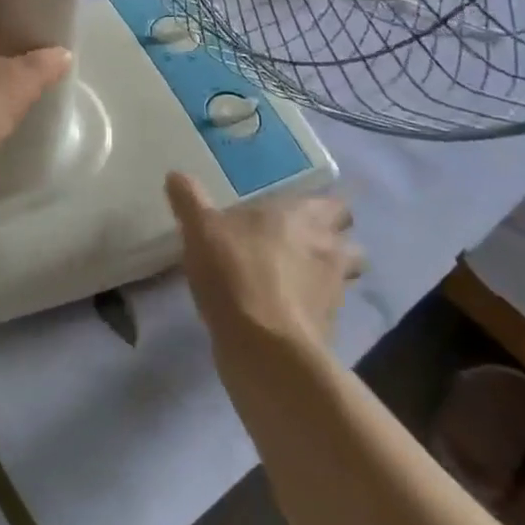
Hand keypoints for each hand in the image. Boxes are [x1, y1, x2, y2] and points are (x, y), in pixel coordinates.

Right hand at [167, 172, 364, 347]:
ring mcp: (334, 293)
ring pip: (342, 278)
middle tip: (298, 241)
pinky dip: (309, 309)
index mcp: (304, 217)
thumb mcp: (200, 229)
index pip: (335, 204)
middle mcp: (328, 250)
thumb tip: (176, 175)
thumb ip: (190, 200)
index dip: (322, 207)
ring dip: (323, 276)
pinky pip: (324, 311)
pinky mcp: (329, 331)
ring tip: (290, 277)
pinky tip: (280, 310)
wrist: (263, 348)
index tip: (300, 209)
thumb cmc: (236, 272)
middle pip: (349, 242)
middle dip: (332, 241)